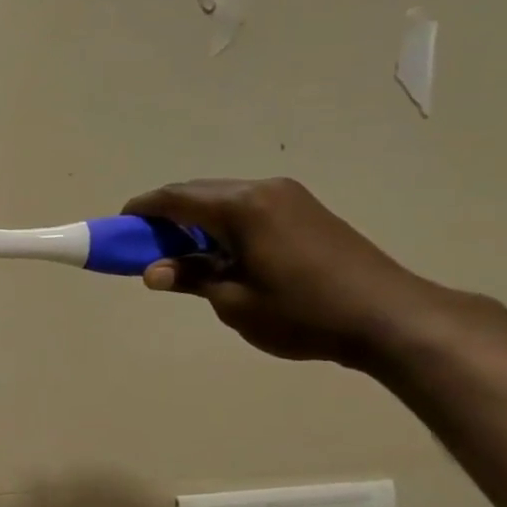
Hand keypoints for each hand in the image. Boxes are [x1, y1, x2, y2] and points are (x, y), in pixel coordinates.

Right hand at [122, 178, 446, 367]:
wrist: (387, 316)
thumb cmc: (302, 313)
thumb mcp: (235, 302)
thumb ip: (192, 278)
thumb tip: (154, 272)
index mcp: (242, 207)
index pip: (176, 198)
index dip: (142, 210)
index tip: (119, 227)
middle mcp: (264, 190)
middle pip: (199, 193)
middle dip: (166, 216)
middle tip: (144, 247)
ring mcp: (289, 197)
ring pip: (224, 200)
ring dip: (195, 221)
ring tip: (180, 255)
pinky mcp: (305, 211)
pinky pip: (248, 209)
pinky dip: (222, 225)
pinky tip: (219, 253)